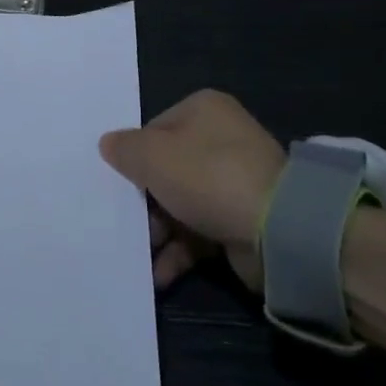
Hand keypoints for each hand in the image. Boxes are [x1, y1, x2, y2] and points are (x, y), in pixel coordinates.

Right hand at [99, 90, 284, 291]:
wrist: (277, 228)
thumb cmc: (207, 176)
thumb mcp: (152, 156)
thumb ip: (124, 149)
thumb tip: (108, 144)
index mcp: (203, 110)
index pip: (154, 130)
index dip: (133, 158)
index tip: (118, 185)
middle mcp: (221, 139)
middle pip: (166, 169)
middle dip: (144, 202)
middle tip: (124, 225)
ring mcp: (234, 180)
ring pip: (181, 204)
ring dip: (158, 232)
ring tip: (139, 255)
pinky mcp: (242, 219)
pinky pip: (200, 232)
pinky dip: (179, 252)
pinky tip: (159, 274)